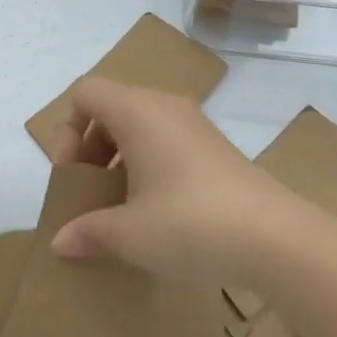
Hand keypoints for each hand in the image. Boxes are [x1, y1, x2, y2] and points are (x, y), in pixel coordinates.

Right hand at [47, 78, 311, 286]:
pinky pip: (167, 139)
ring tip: (120, 202)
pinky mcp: (217, 147)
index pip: (86, 92)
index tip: (72, 173)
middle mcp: (165, 106)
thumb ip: (87, 232)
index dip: (67, 128)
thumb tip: (61, 243)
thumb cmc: (189, 224)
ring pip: (141, 124)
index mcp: (137, 112)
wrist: (276, 239)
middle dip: (90, 145)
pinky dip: (148, 162)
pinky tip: (155, 208)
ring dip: (119, 156)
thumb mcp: (128, 234)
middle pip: (112, 106)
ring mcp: (196, 125)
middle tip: (90, 189)